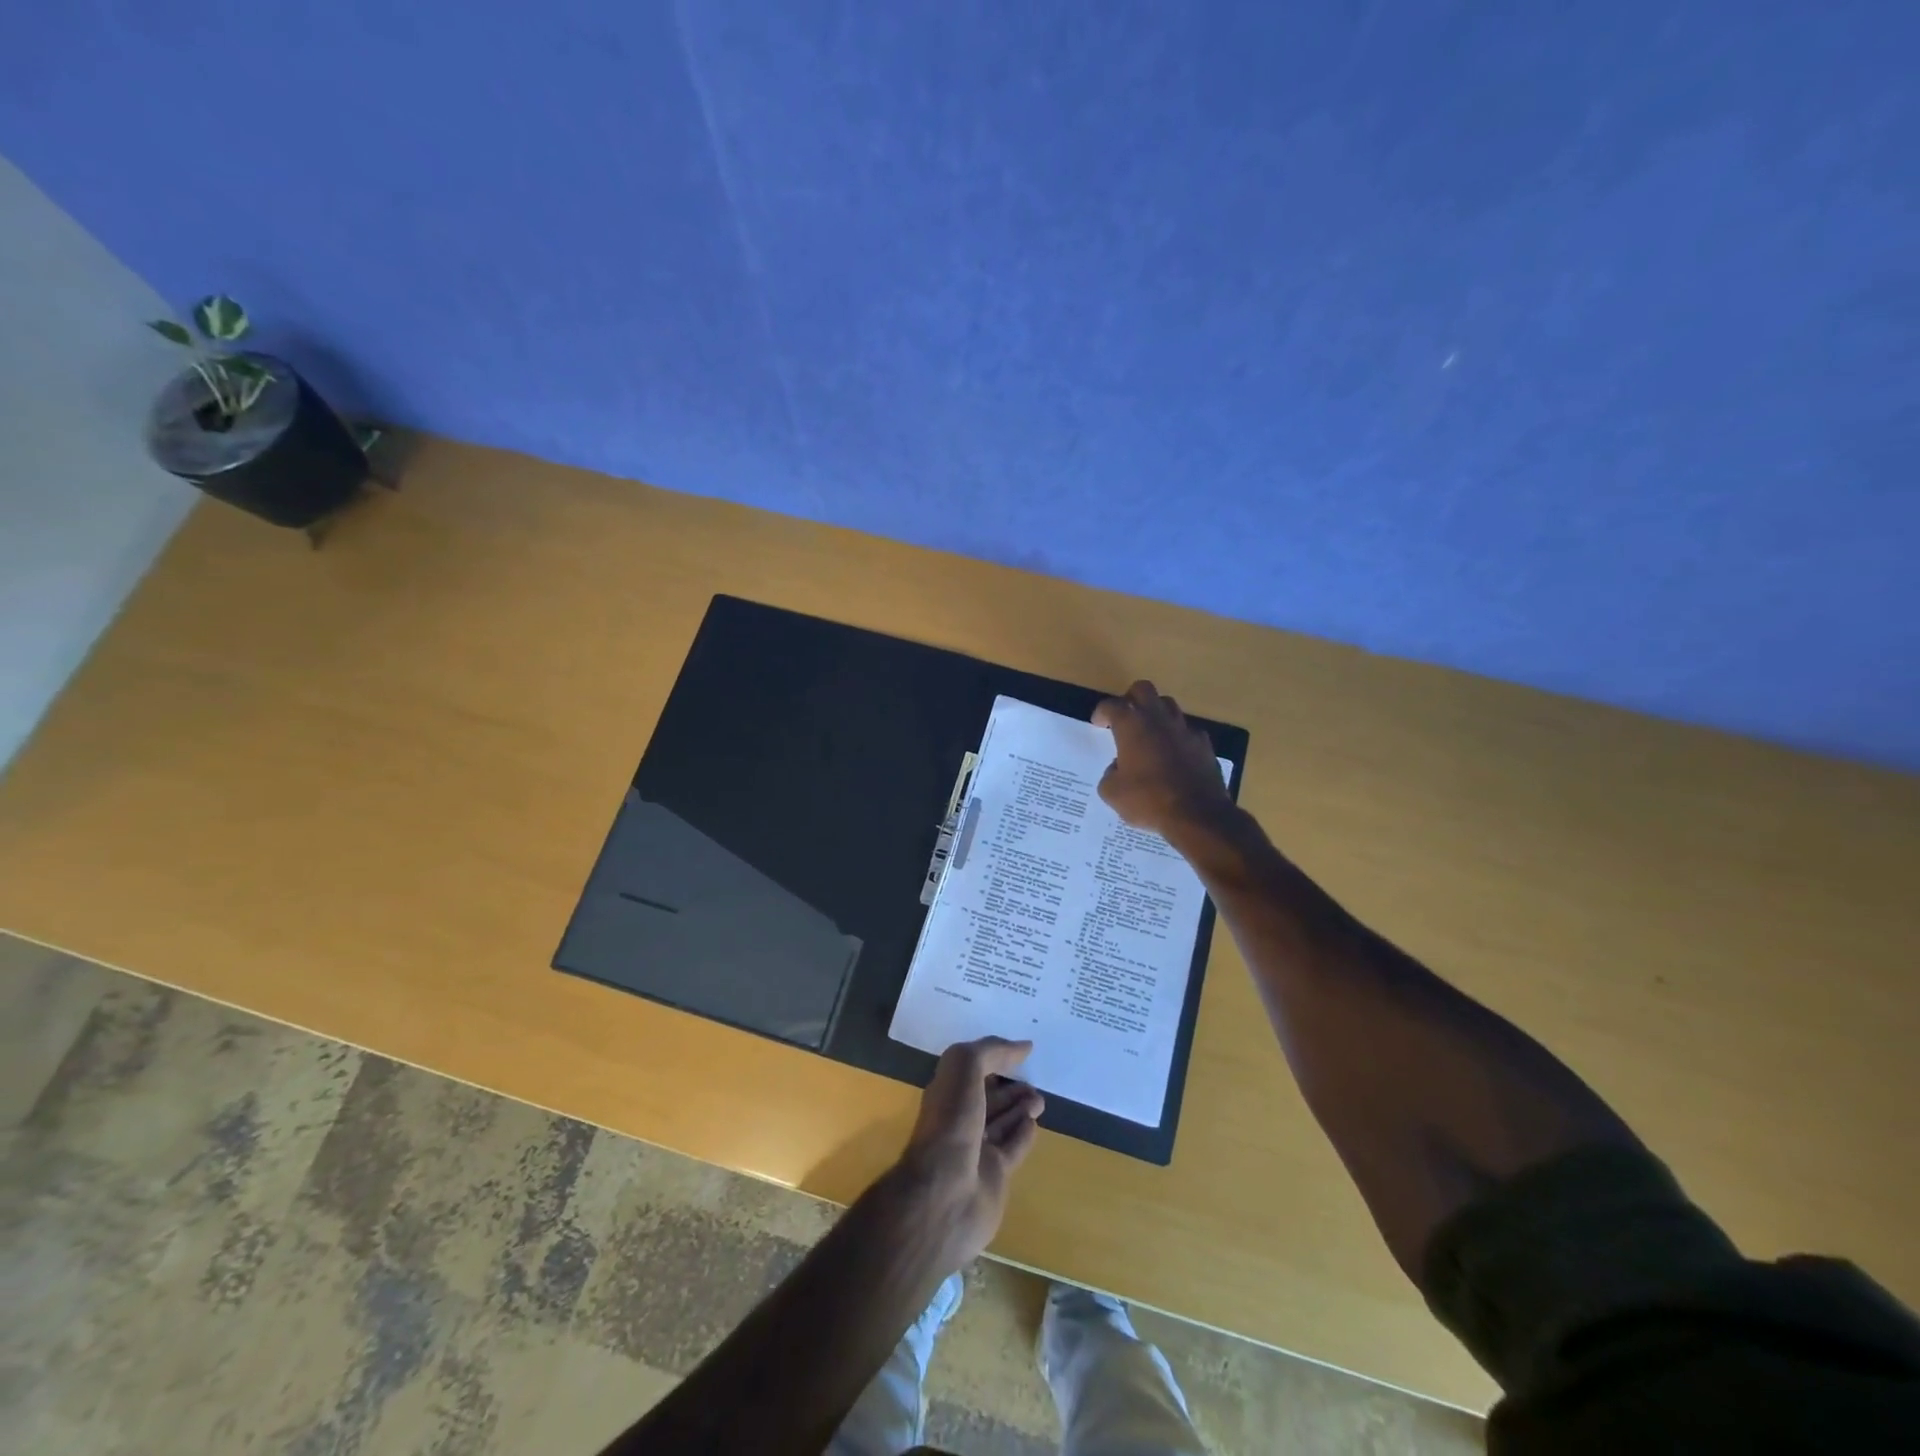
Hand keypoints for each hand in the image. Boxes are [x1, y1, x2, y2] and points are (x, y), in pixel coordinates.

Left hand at [892, 1038, 1043, 1267]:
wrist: (946, 1193)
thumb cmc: (951, 1122)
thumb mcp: (964, 1069)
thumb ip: (991, 1052)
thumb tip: (1023, 1046)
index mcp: (947, 1093)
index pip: (972, 1071)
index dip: (994, 1059)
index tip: (1021, 1053)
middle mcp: (959, 1120)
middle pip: (989, 1098)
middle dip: (1011, 1088)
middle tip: (1034, 1082)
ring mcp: (976, 1151)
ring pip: (1003, 1122)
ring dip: (1021, 1108)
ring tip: (1040, 1099)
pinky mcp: (994, 1177)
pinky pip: (1012, 1149)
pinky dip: (1023, 1135)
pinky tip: (1034, 1124)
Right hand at [1092, 680, 1233, 837]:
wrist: (1197, 815)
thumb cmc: (1148, 800)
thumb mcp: (1112, 793)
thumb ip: (1109, 774)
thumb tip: (1117, 768)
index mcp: (1132, 726)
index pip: (1112, 705)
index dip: (1102, 712)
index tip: (1098, 723)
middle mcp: (1158, 719)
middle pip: (1143, 690)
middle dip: (1131, 698)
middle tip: (1125, 717)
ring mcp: (1185, 730)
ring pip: (1169, 706)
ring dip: (1156, 714)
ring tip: (1149, 734)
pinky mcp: (1204, 745)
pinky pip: (1188, 732)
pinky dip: (1178, 738)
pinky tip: (1174, 756)